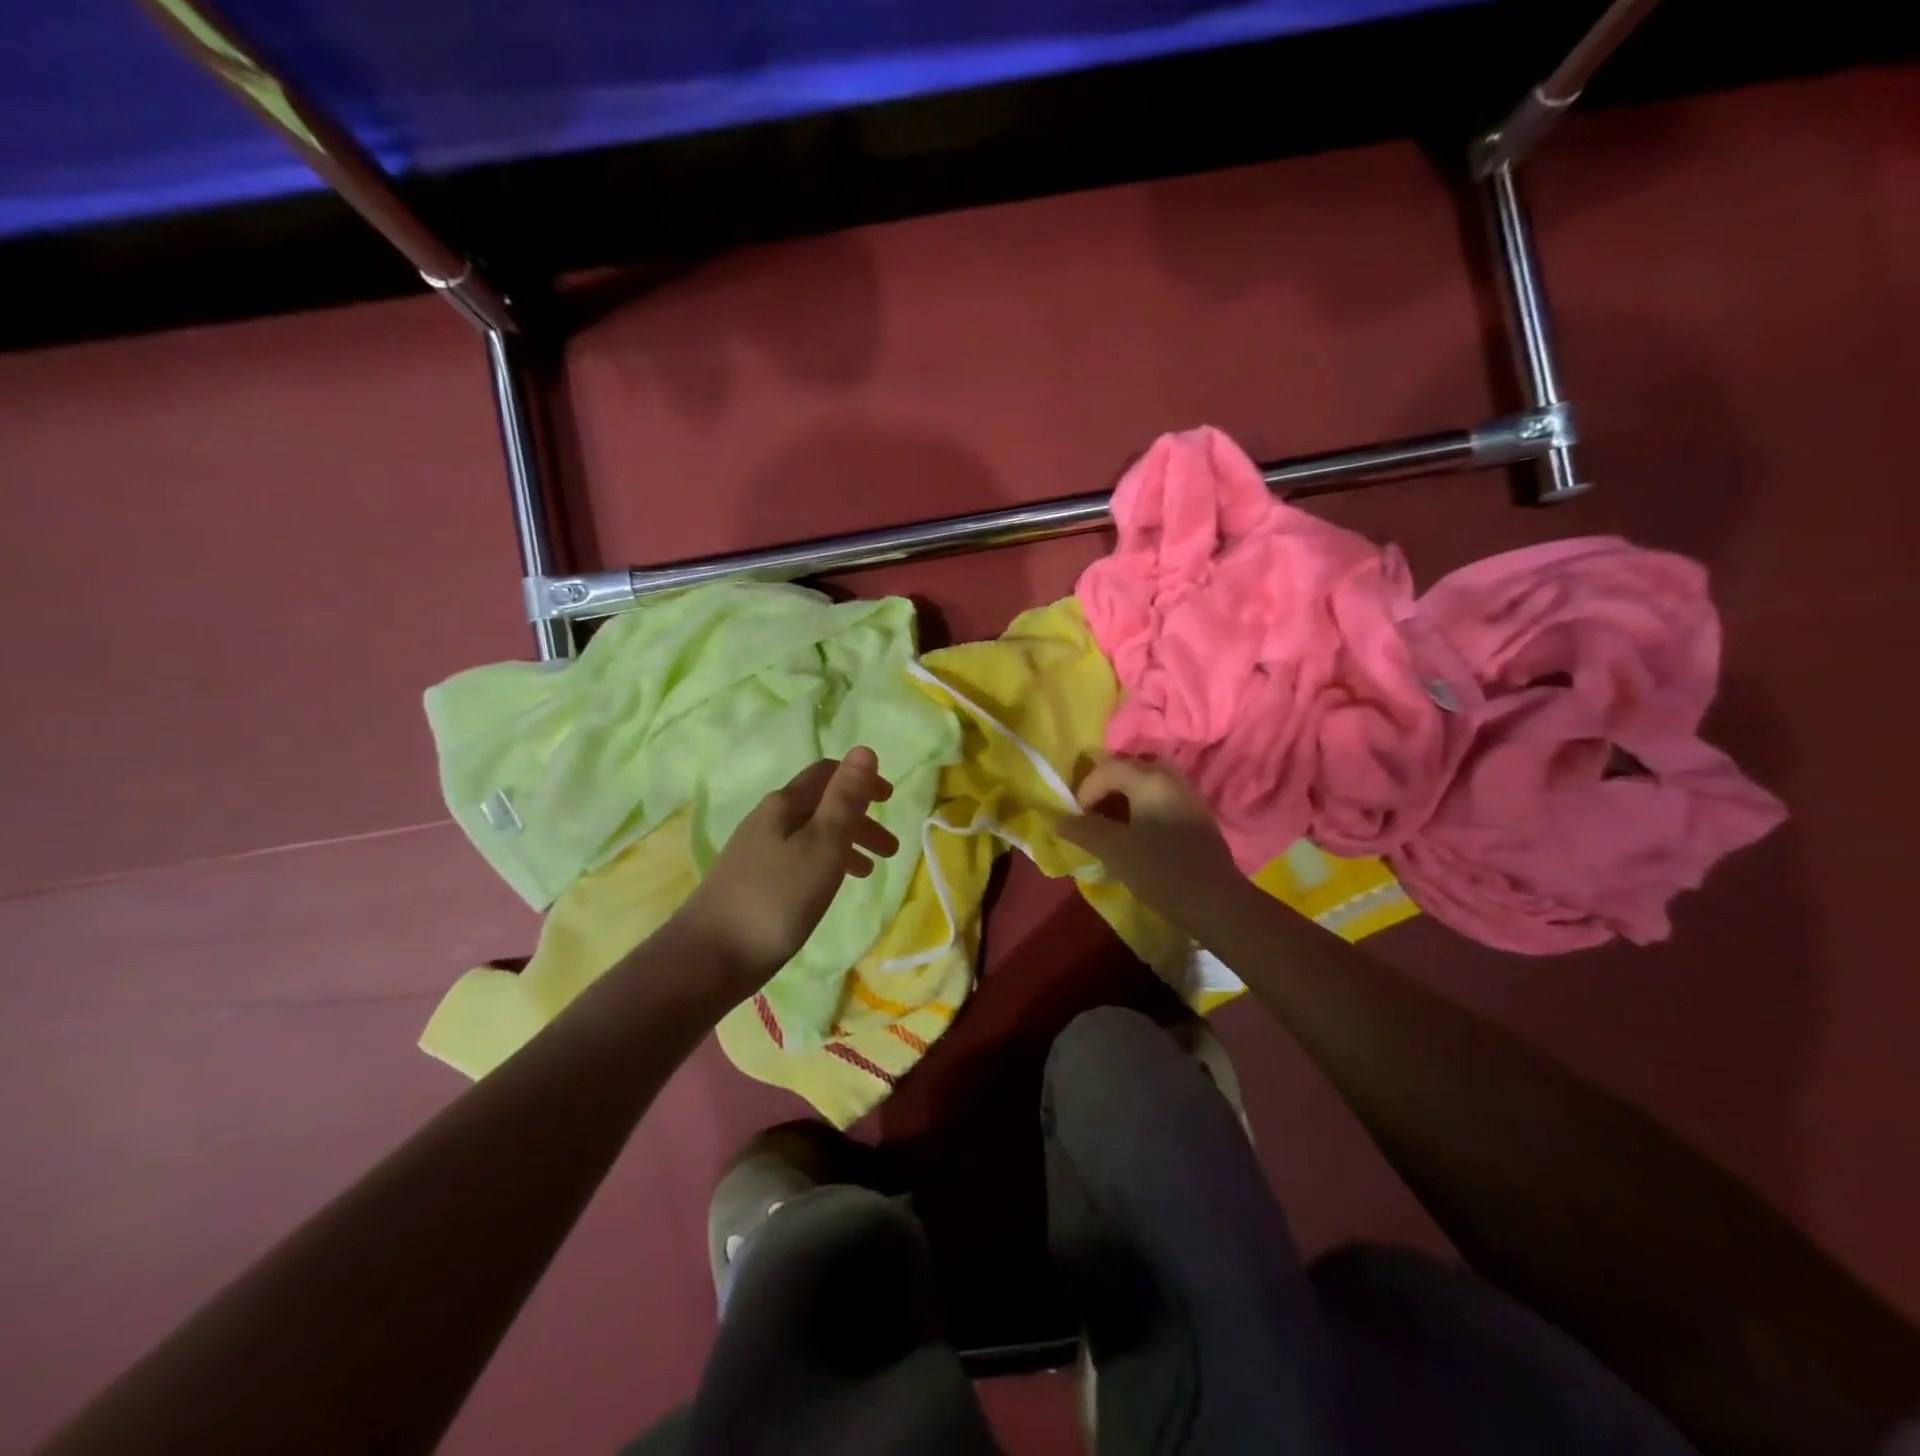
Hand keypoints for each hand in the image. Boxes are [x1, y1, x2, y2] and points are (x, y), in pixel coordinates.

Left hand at [676, 747, 899, 991]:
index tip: (890, 799)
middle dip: (859, 819)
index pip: (826, 773)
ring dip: (845, 844)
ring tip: (869, 872)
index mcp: (784, 804)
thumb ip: (845, 799)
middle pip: (820, 805)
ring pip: (810, 835)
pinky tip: (829, 888)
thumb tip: (865, 750)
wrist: (709, 957)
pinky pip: (798, 859)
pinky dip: (824, 864)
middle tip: (890, 850)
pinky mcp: (751, 881)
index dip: (860, 780)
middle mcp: (768, 819)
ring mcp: (756, 851)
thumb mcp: (823, 844)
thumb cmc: (777, 897)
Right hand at [1056, 755, 1242, 923]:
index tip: (1078, 818)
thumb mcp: (1114, 850)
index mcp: (1149, 779)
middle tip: (1092, 812)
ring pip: (1148, 781)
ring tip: (1112, 822)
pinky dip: (1143, 804)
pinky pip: (1162, 796)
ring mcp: (1188, 795)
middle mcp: (1171, 778)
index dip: (1086, 789)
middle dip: (1106, 786)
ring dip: (1125, 795)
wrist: (1215, 901)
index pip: (1108, 768)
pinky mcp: (1197, 814)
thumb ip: (1084, 831)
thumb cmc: (1160, 870)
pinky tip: (1138, 832)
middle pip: (1130, 767)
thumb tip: (1059, 820)